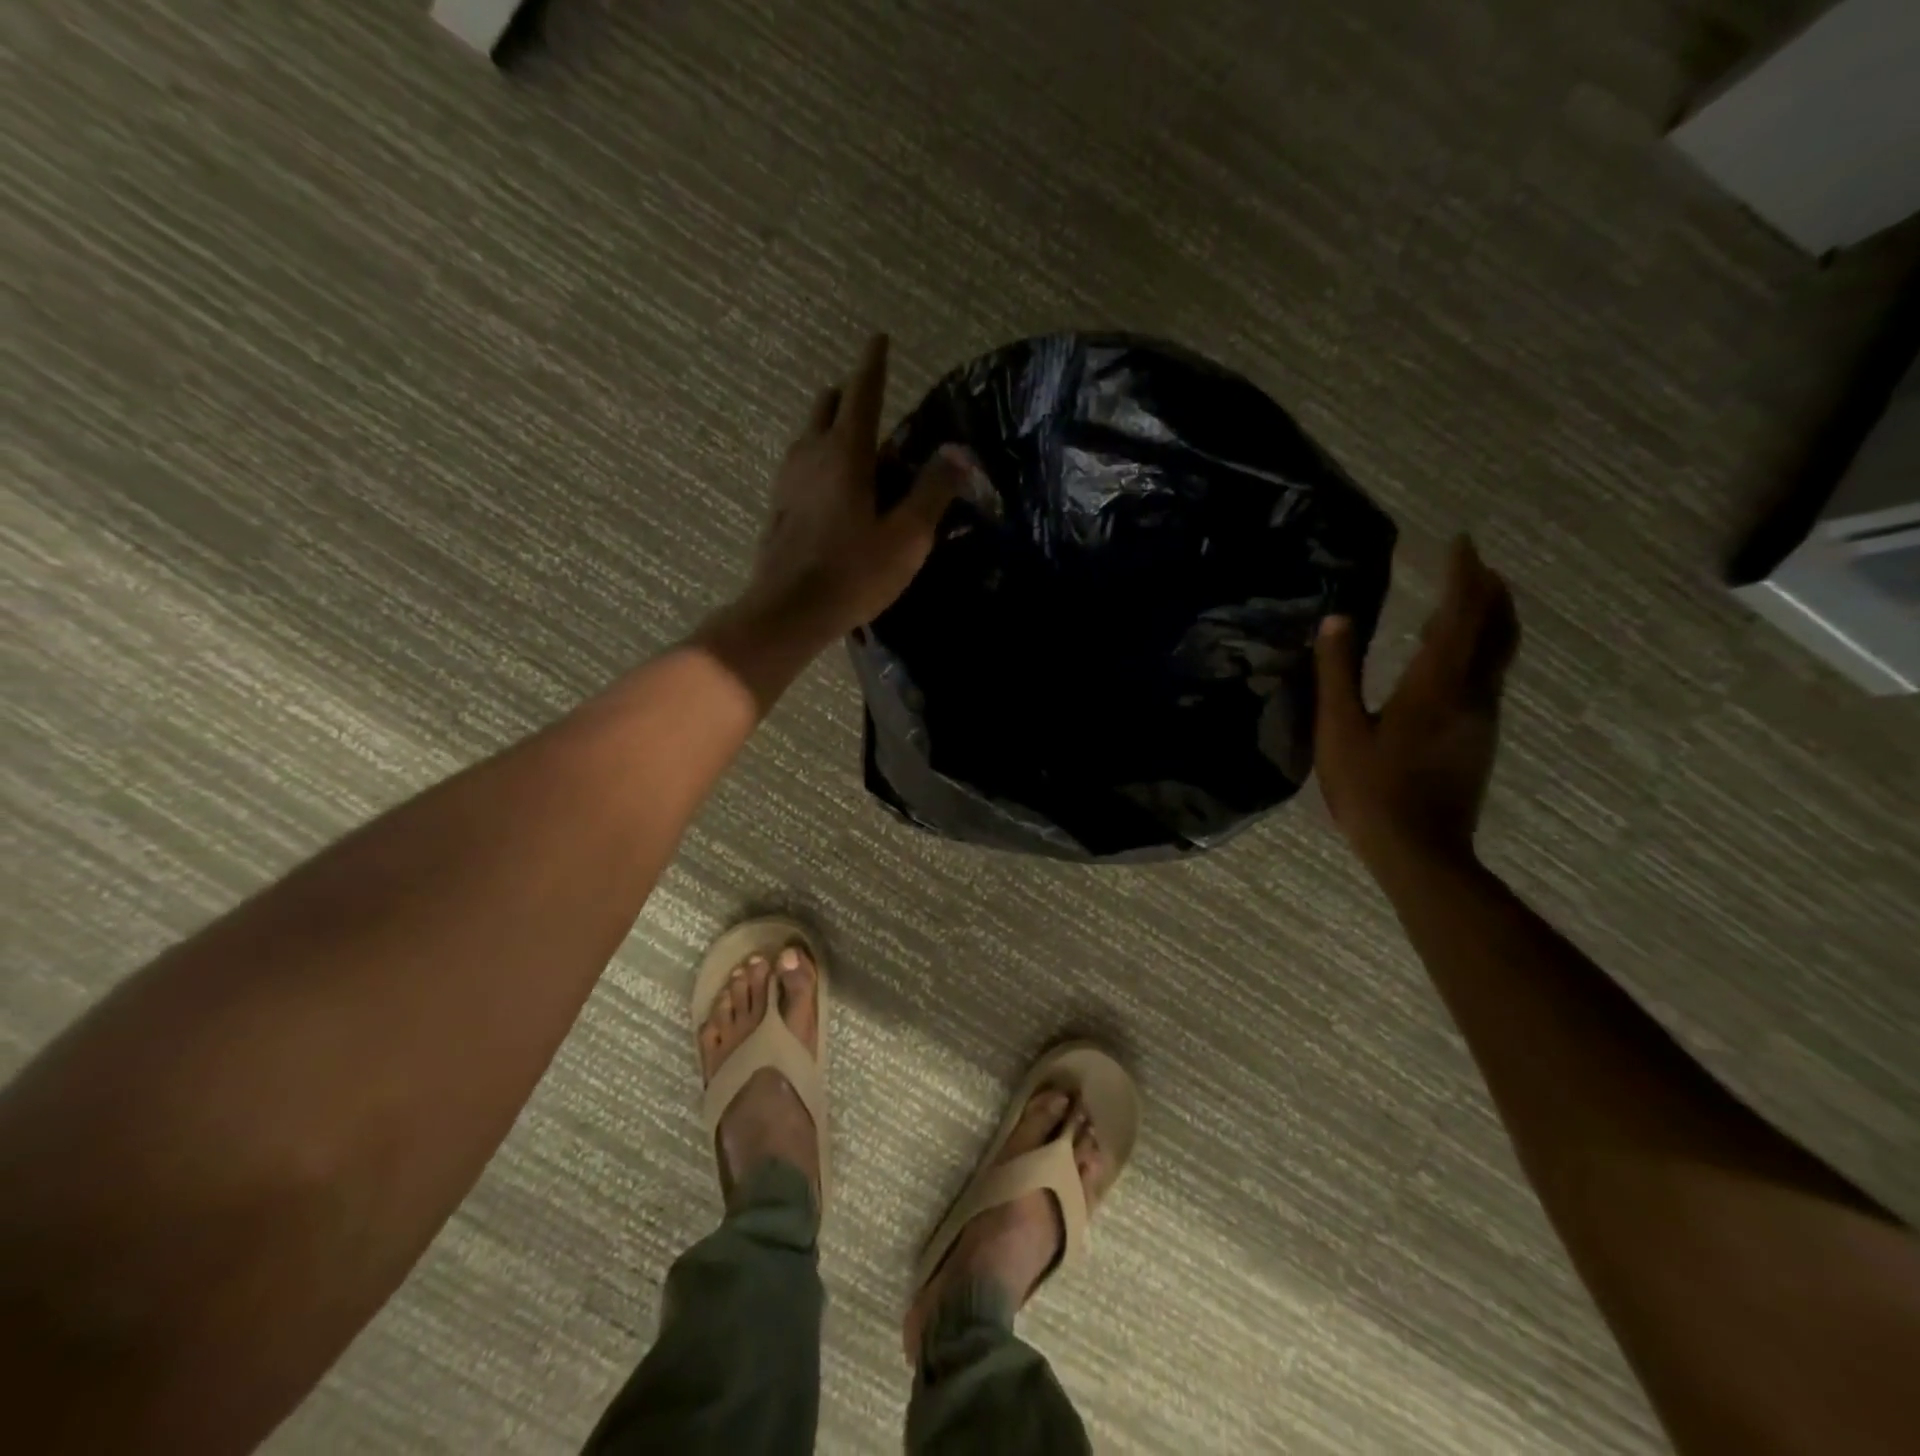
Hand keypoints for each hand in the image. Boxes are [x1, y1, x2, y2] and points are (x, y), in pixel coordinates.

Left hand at [733, 333, 966, 646]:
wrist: (789, 610)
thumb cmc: (854, 573)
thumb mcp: (906, 537)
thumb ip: (933, 491)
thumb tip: (957, 452)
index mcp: (846, 453)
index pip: (862, 393)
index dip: (873, 364)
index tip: (878, 338)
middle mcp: (811, 454)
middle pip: (827, 407)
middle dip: (848, 396)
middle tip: (869, 402)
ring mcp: (788, 480)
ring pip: (808, 435)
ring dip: (829, 428)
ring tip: (852, 446)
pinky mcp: (778, 506)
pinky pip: (800, 466)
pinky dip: (818, 460)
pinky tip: (828, 487)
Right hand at [1313, 535, 1519, 870]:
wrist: (1420, 851)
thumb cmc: (1372, 789)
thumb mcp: (1339, 730)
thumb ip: (1337, 673)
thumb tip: (1335, 620)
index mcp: (1435, 686)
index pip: (1461, 614)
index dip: (1464, 574)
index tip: (1461, 541)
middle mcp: (1471, 693)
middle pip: (1498, 629)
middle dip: (1489, 590)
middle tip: (1473, 564)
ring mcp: (1482, 718)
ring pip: (1498, 653)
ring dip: (1488, 619)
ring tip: (1463, 600)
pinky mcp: (1479, 738)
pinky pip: (1488, 676)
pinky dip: (1478, 649)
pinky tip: (1450, 658)